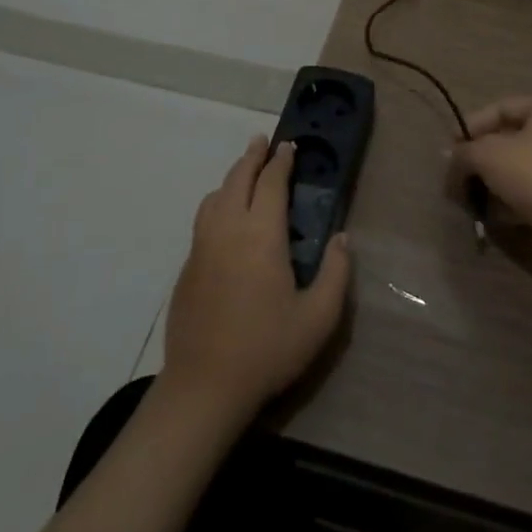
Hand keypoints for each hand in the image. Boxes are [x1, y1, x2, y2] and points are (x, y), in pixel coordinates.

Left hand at [161, 136, 351, 422]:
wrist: (204, 388)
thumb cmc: (266, 349)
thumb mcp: (318, 318)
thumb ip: (337, 273)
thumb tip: (343, 239)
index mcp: (261, 234)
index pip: (271, 182)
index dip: (281, 161)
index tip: (290, 147)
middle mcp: (228, 229)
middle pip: (238, 178)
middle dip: (252, 156)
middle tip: (264, 143)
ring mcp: (202, 246)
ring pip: (216, 195)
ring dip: (232, 177)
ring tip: (246, 174)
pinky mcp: (188, 266)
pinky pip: (203, 219)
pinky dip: (218, 202)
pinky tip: (226, 216)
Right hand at [450, 96, 531, 239]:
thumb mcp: (488, 155)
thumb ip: (463, 154)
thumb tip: (450, 162)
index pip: (500, 109)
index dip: (471, 126)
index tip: (451, 149)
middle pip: (505, 142)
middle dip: (478, 162)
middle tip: (455, 180)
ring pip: (513, 170)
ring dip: (489, 185)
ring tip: (469, 201)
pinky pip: (525, 194)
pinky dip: (506, 203)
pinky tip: (490, 216)